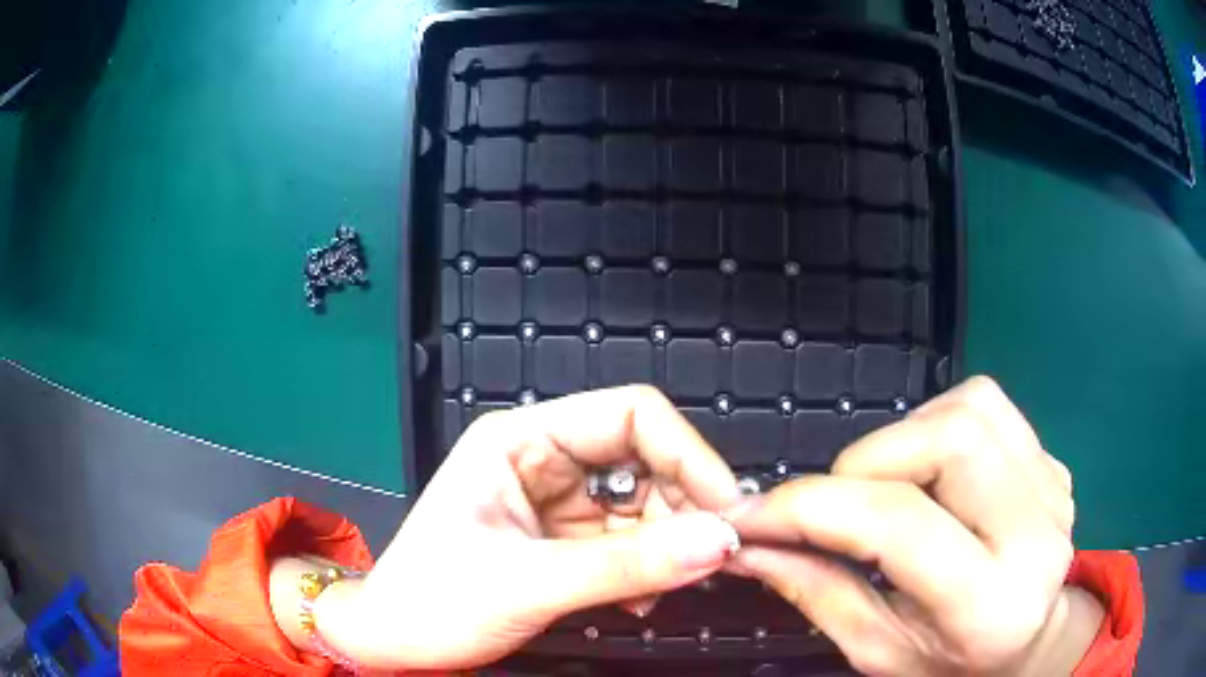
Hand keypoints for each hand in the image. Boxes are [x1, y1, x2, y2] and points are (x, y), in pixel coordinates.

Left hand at [313, 386, 743, 670]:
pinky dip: (646, 568)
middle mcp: (544, 460)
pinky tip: (639, 599)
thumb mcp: (532, 583)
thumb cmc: (436, 602)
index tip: (725, 508)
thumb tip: (721, 541)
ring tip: (663, 588)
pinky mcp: (564, 540)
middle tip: (708, 556)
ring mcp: (556, 502)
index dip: (687, 453)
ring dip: (666, 545)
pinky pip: (627, 541)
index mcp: (521, 439)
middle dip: (681, 506)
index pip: (628, 415)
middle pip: (643, 459)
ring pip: (642, 505)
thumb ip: (630, 565)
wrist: (396, 643)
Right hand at [728, 376, 1100, 675]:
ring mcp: (1052, 486)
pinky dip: (938, 420)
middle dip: (869, 458)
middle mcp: (1037, 535)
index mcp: (990, 607)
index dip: (814, 507)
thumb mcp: (878, 652)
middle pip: (950, 439)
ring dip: (904, 435)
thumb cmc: (950, 662)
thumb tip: (751, 545)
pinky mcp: (1051, 458)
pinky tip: (930, 467)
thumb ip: (817, 594)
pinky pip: (986, 404)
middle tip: (835, 499)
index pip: (901, 527)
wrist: (1029, 638)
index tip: (753, 513)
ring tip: (887, 485)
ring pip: (969, 407)